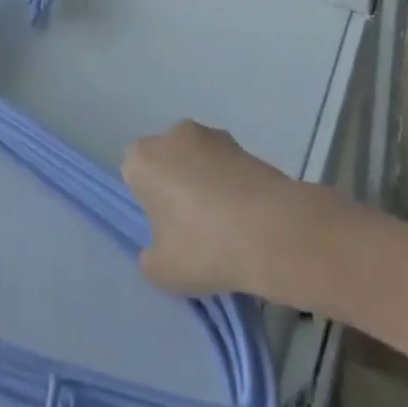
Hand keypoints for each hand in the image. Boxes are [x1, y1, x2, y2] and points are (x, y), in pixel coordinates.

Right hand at [122, 121, 307, 299]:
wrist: (273, 231)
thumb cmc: (204, 246)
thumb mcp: (162, 271)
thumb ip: (151, 258)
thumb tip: (159, 249)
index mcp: (143, 157)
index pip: (134, 175)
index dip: (148, 203)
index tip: (166, 230)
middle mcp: (173, 134)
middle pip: (167, 162)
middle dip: (176, 187)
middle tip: (194, 230)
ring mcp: (213, 136)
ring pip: (199, 162)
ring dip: (207, 184)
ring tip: (228, 228)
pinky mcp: (247, 145)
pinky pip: (228, 169)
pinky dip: (233, 187)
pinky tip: (248, 220)